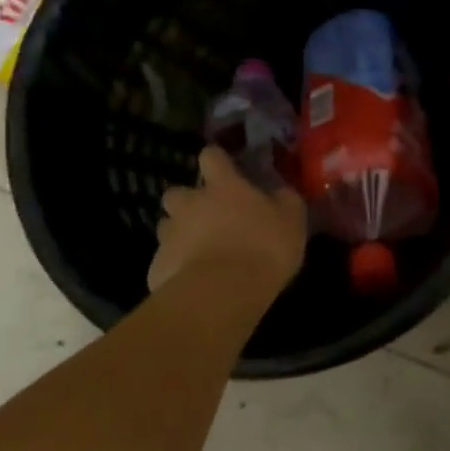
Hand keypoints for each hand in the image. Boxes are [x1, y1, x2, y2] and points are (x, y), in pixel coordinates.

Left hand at [148, 147, 307, 294]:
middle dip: (187, 202)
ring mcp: (169, 235)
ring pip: (167, 227)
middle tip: (207, 217)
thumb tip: (280, 191)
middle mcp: (190, 204)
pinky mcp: (158, 267)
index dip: (217, 160)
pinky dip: (176, 266)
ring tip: (200, 252)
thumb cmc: (263, 248)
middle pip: (177, 193)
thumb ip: (285, 200)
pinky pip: (165, 261)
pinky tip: (193, 282)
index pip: (211, 156)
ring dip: (180, 234)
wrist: (223, 294)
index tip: (225, 169)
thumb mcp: (292, 220)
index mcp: (222, 186)